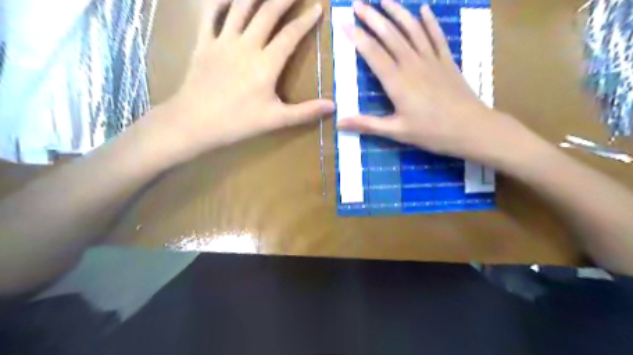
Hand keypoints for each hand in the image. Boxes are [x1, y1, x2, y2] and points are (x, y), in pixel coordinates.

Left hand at [161, 0, 333, 159]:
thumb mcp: (276, 120)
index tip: (318, 8)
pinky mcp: (204, 43)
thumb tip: (333, 107)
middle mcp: (247, 45)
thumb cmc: (238, 123)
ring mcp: (223, 41)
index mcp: (266, 64)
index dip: (306, 21)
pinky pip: (212, 13)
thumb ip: (305, 112)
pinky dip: (221, 1)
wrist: (195, 122)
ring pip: (241, 7)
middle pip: (268, 12)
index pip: (290, 35)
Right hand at [338, 0, 527, 161]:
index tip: (344, 23)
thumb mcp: (396, 131)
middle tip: (358, 3)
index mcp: (397, 82)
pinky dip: (429, 22)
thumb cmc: (431, 132)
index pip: (373, 53)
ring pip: (412, 30)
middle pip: (390, 35)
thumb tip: (339, 123)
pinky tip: (423, 9)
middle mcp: (412, 64)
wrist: (471, 128)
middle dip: (372, 18)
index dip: (357, 37)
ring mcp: (431, 60)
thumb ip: (367, 124)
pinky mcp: (447, 61)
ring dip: (397, 13)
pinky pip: (437, 36)